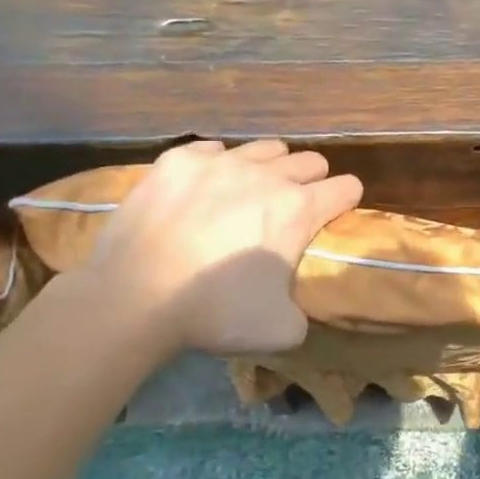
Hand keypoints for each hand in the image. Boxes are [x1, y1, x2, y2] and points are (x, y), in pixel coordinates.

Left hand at [77, 139, 362, 356]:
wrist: (132, 297)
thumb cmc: (213, 312)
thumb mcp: (280, 330)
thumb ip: (303, 311)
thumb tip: (296, 304)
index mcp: (299, 209)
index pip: (347, 187)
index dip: (346, 202)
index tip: (334, 216)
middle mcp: (267, 174)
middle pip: (310, 160)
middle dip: (311, 182)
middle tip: (290, 209)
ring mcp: (221, 161)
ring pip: (266, 148)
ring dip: (269, 168)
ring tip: (250, 193)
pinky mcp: (179, 160)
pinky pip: (214, 149)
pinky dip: (217, 166)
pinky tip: (204, 190)